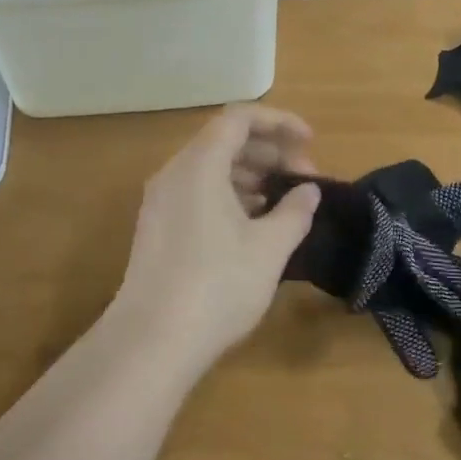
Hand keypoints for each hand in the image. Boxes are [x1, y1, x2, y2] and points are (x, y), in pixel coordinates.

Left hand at [113, 105, 320, 371]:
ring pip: (210, 168)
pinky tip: (253, 224)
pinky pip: (197, 191)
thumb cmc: (217, 286)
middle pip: (224, 140)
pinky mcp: (156, 227)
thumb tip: (308, 191)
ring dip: (251, 174)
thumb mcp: (269, 248)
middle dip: (269, 151)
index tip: (309, 142)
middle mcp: (174, 172)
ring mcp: (160, 200)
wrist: (151, 341)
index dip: (279, 122)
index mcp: (199, 165)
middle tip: (304, 177)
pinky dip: (229, 194)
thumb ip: (295, 211)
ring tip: (284, 201)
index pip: (240, 118)